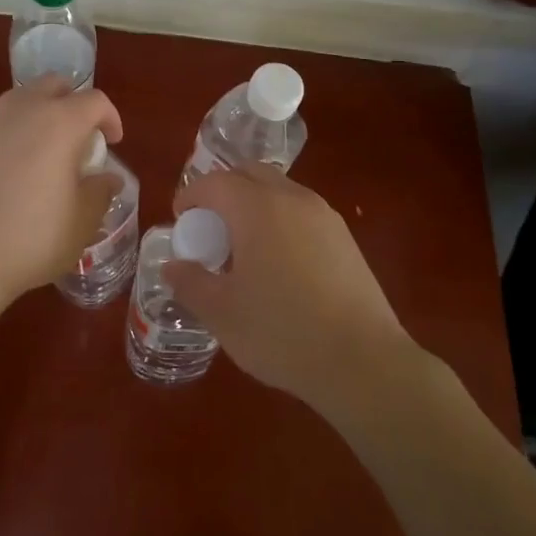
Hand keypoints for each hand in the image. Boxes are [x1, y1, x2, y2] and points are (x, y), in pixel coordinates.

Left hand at [0, 80, 123, 314]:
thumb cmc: (33, 238)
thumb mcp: (82, 221)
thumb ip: (99, 192)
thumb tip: (107, 179)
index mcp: (60, 122)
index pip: (95, 101)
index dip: (110, 118)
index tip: (112, 142)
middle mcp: (23, 109)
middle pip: (54, 85)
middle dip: (72, 103)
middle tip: (78, 137)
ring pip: (21, 99)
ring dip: (39, 114)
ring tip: (43, 150)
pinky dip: (10, 133)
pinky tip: (9, 168)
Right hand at [167, 165, 416, 413]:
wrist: (362, 362)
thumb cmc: (282, 332)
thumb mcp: (221, 313)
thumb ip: (190, 283)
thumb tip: (173, 266)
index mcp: (257, 208)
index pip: (215, 182)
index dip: (192, 196)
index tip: (181, 220)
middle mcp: (292, 199)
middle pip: (250, 174)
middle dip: (224, 191)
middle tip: (211, 227)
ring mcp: (324, 216)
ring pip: (280, 191)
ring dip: (255, 204)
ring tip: (245, 247)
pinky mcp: (346, 238)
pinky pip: (302, 213)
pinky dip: (281, 221)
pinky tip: (280, 264)